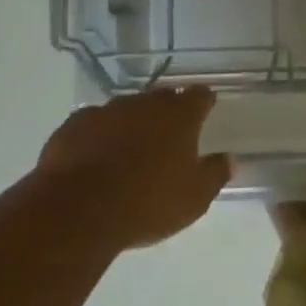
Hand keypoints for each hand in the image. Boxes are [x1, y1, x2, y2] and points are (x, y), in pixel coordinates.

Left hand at [35, 87, 231, 249]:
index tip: (206, 109)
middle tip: (168, 135)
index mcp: (179, 116)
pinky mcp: (74, 125)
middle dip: (167, 112)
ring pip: (126, 110)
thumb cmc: (147, 203)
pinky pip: (93, 125)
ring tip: (129, 149)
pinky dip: (98, 136)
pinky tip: (94, 157)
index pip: (199, 96)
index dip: (204, 102)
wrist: (78, 210)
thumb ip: (215, 174)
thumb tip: (231, 159)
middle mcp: (145, 104)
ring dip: (131, 123)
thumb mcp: (194, 198)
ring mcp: (107, 110)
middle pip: (162, 99)